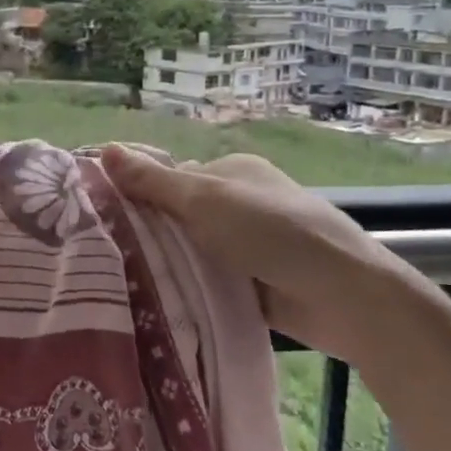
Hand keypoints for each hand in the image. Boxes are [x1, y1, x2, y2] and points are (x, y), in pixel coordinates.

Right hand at [99, 145, 436, 367]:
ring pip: (195, 252)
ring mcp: (253, 244)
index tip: (105, 220)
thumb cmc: (273, 232)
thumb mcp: (205, 200)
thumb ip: (153, 181)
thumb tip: (104, 148)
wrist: (345, 295)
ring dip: (172, 266)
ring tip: (126, 283)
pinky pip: (213, 282)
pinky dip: (195, 290)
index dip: (140, 196)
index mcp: (234, 171)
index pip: (172, 179)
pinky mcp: (259, 283)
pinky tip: (163, 302)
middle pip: (181, 217)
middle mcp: (242, 203)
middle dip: (153, 235)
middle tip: (109, 256)